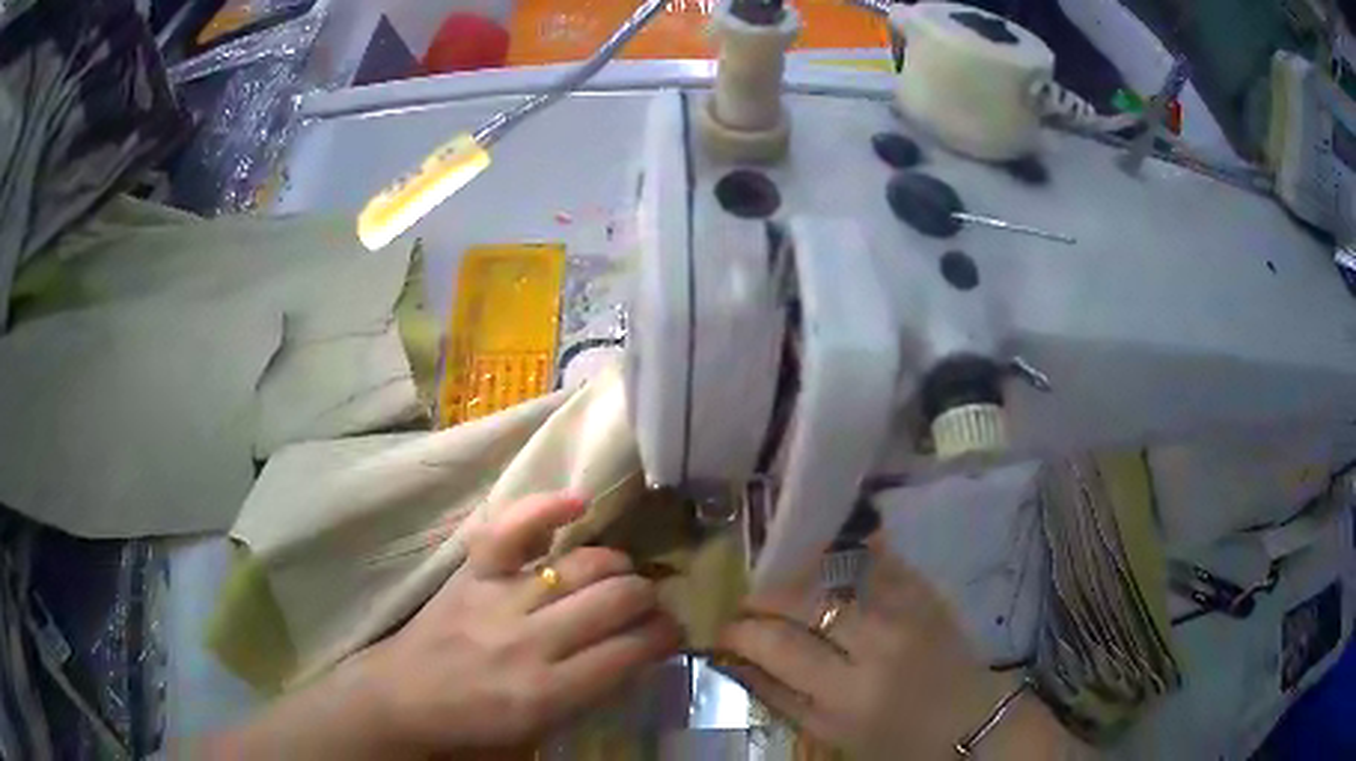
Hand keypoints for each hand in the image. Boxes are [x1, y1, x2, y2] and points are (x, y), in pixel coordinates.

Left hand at [202, 492, 681, 758]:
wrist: (402, 701)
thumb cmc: (473, 729)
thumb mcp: (540, 734)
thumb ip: (590, 695)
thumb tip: (633, 654)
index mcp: (547, 693)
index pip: (630, 652)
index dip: (663, 636)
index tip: (673, 631)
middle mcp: (529, 642)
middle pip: (614, 600)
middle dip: (647, 597)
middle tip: (651, 602)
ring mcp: (498, 600)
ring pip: (581, 565)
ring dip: (617, 564)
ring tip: (623, 572)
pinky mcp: (471, 574)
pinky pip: (511, 529)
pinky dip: (545, 509)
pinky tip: (577, 503)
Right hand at [717, 544, 1064, 759]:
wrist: (969, 722)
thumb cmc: (896, 741)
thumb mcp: (832, 735)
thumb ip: (782, 697)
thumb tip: (736, 662)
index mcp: (849, 693)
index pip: (780, 647)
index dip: (743, 632)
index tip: (725, 629)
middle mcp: (878, 645)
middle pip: (807, 603)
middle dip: (765, 598)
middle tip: (748, 604)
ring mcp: (909, 613)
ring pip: (841, 573)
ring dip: (803, 574)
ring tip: (784, 582)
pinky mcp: (930, 595)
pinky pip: (884, 560)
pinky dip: (855, 551)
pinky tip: (836, 550)